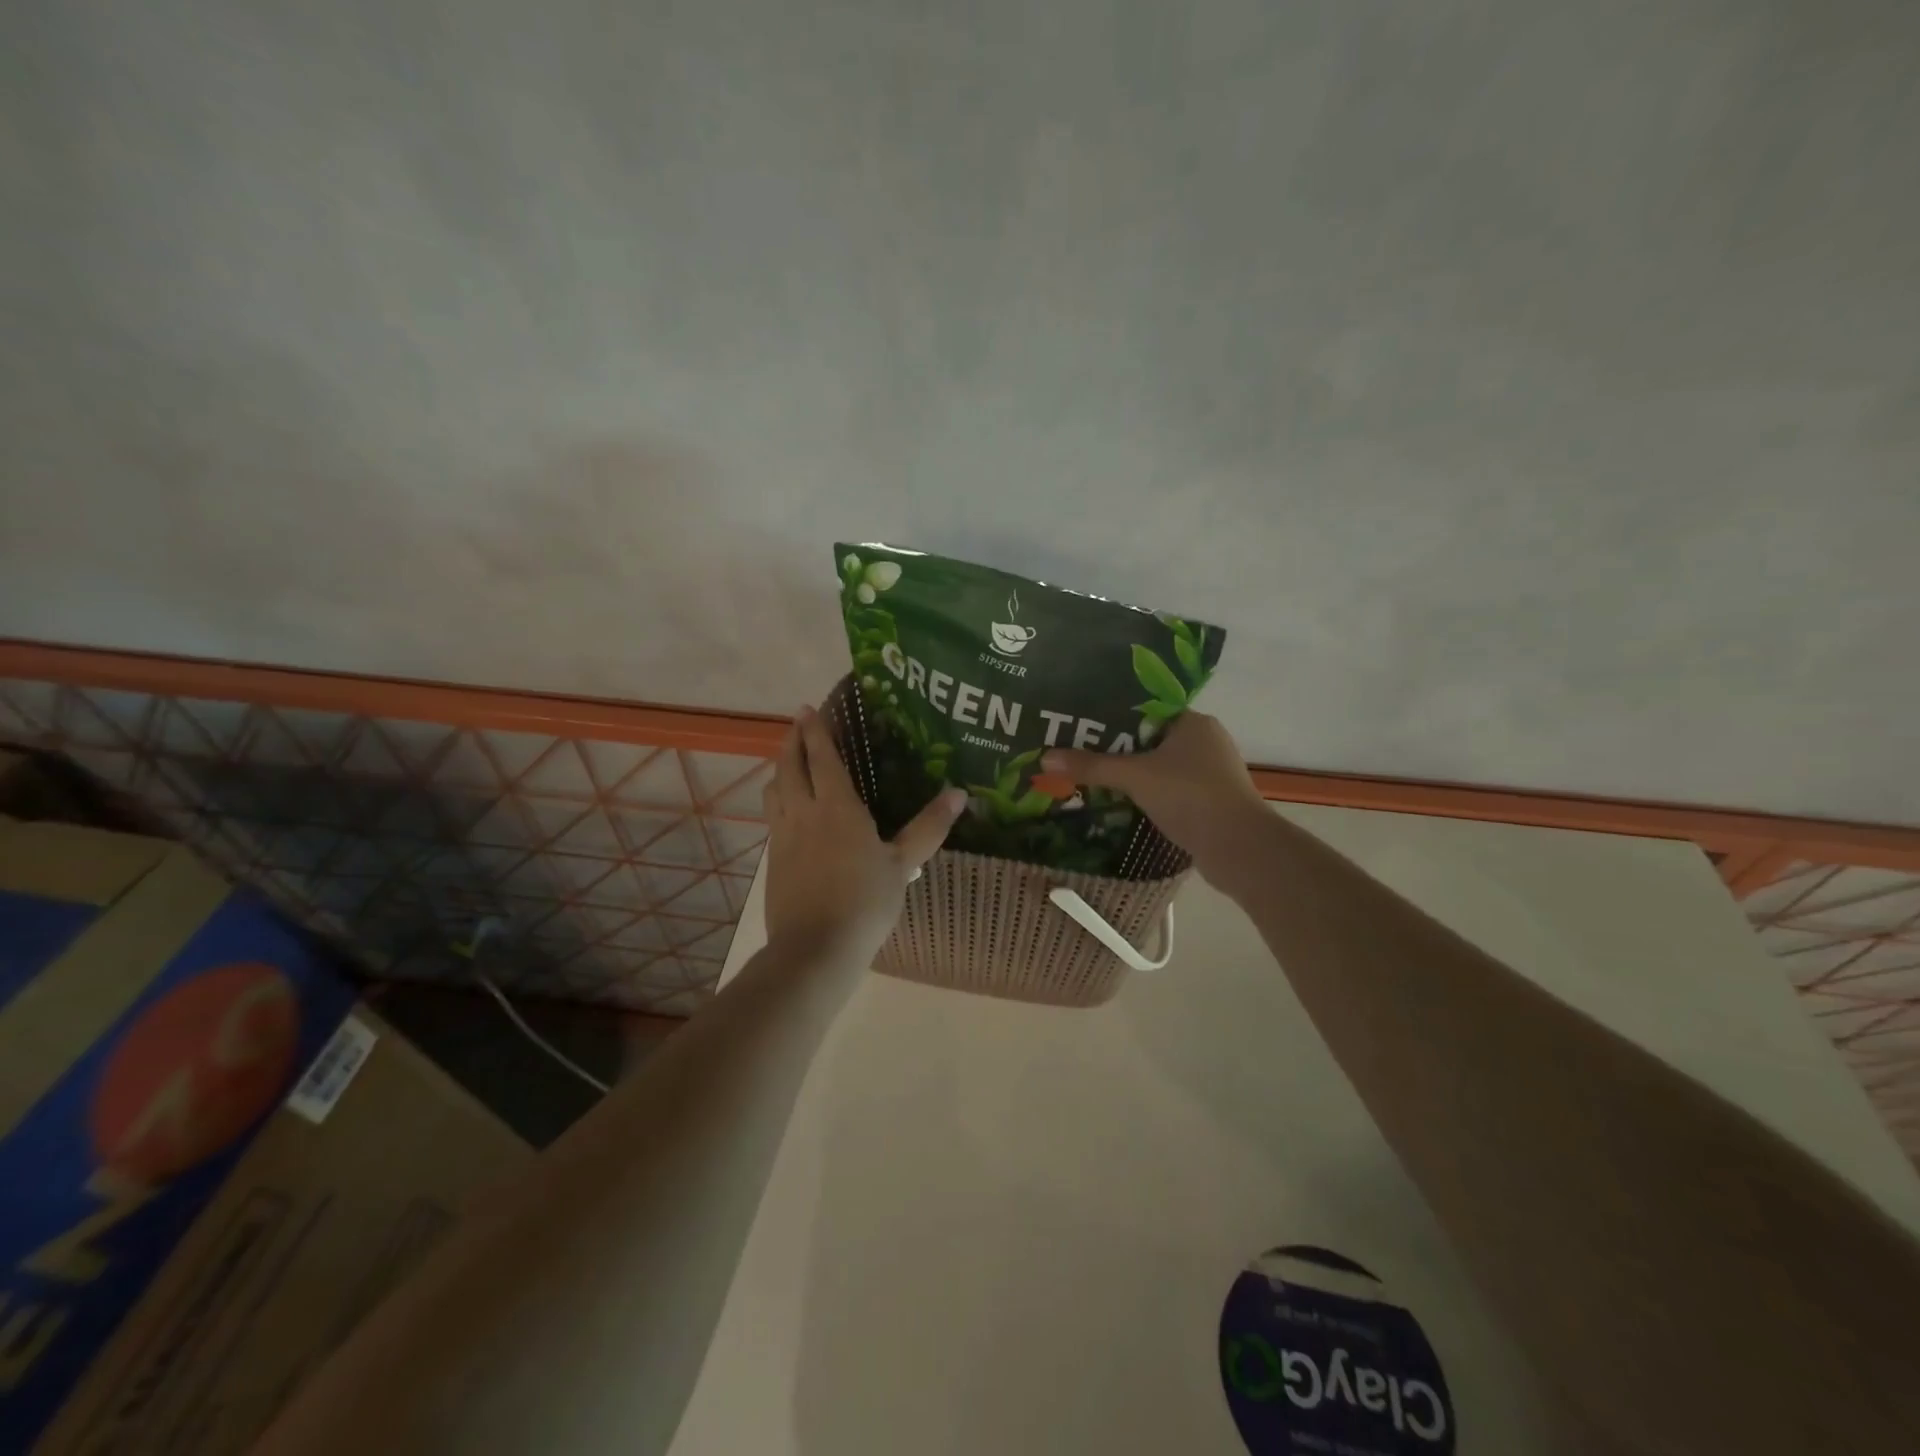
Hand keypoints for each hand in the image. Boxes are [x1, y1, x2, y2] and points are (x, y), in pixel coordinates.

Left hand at [762, 704, 966, 966]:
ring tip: (788, 762)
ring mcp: (783, 837)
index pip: (823, 757)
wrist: (815, 949)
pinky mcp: (773, 860)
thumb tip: (959, 793)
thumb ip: (929, 827)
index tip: (809, 709)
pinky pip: (772, 817)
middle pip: (790, 766)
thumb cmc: (865, 902)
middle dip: (792, 741)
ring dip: (780, 769)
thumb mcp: (904, 864)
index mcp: (837, 807)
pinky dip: (778, 800)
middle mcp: (804, 812)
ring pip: (774, 790)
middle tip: (797, 724)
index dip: (815, 731)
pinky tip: (787, 812)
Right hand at [1043, 712, 1268, 883]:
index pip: (1145, 709)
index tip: (1079, 724)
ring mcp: (1210, 773)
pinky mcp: (1209, 801)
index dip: (1111, 716)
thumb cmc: (1190, 797)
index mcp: (1193, 722)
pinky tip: (1119, 802)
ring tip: (1090, 777)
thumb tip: (1045, 757)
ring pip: (1159, 767)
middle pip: (1149, 739)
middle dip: (1115, 748)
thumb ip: (1091, 766)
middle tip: (1076, 752)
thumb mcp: (1134, 777)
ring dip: (1130, 774)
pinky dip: (1146, 794)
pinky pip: (1168, 790)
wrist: (1239, 849)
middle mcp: (1205, 741)